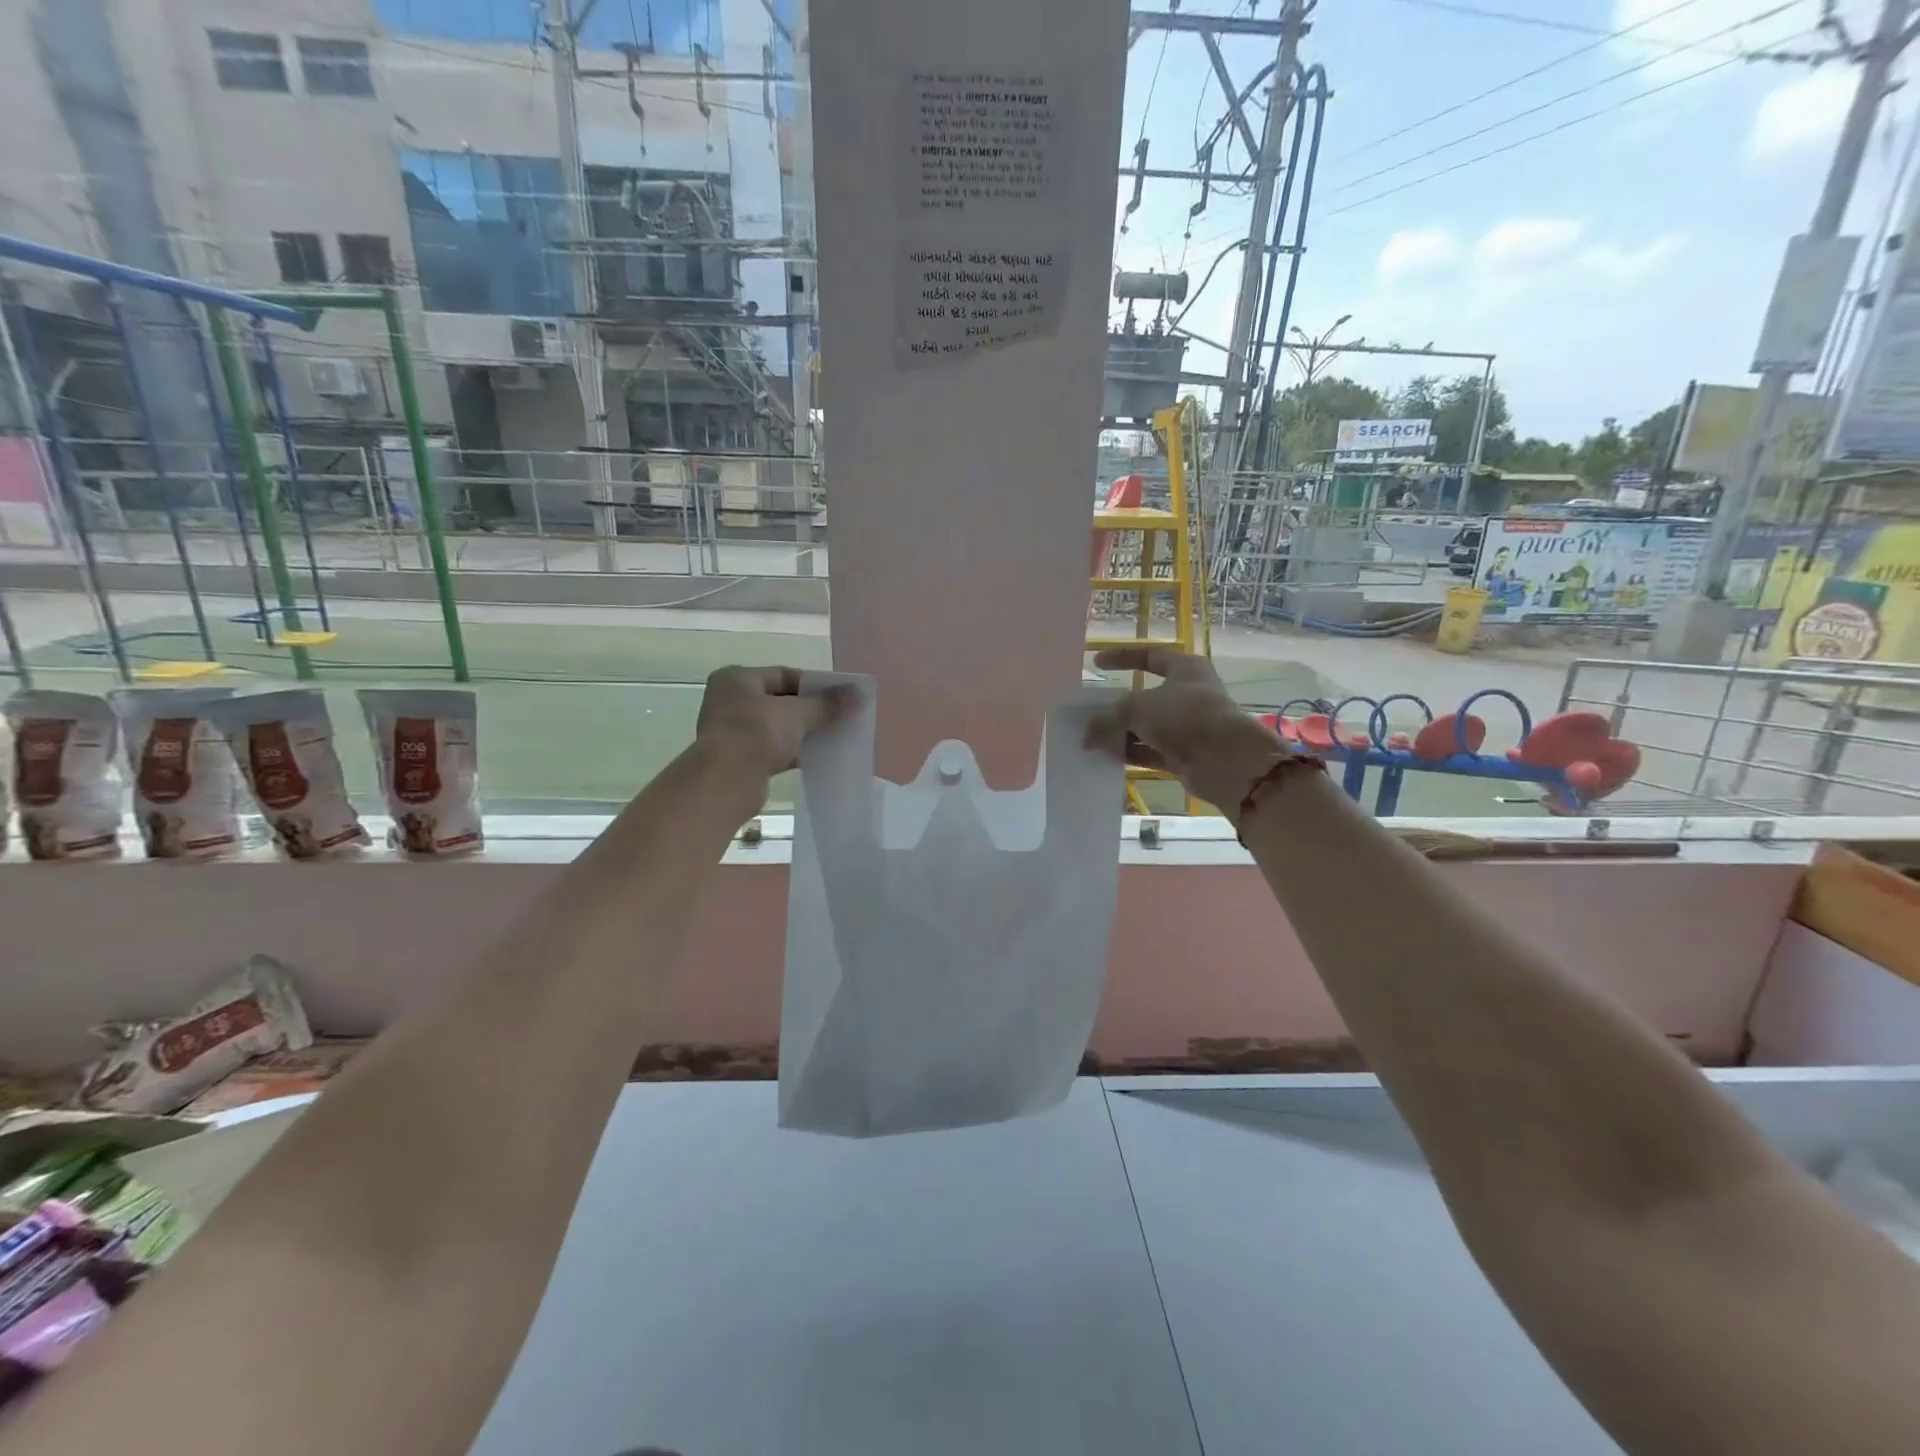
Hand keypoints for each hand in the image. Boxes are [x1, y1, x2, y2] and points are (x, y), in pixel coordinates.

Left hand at [695, 666, 844, 784]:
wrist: (726, 783)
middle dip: (810, 710)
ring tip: (831, 737)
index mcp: (737, 679)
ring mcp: (732, 731)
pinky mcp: (739, 758)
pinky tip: (815, 757)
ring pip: (777, 727)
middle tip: (839, 717)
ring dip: (802, 732)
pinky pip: (772, 749)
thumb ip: (827, 703)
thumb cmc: (757, 734)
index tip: (839, 698)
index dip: (814, 686)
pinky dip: (792, 751)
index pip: (784, 675)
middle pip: (780, 701)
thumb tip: (858, 693)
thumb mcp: (798, 714)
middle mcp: (729, 701)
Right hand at [1089, 647, 1290, 819]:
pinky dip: (1130, 752)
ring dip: (1119, 733)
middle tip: (1089, 712)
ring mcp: (1187, 726)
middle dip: (1116, 706)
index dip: (1122, 658)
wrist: (1225, 760)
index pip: (1149, 657)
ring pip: (1146, 726)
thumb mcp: (1137, 708)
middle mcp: (1188, 694)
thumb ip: (1107, 717)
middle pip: (1145, 696)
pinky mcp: (1185, 754)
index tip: (1096, 663)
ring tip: (1090, 738)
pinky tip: (1105, 756)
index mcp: (1185, 669)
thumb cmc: (1184, 716)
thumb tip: (1086, 735)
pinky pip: (1150, 750)